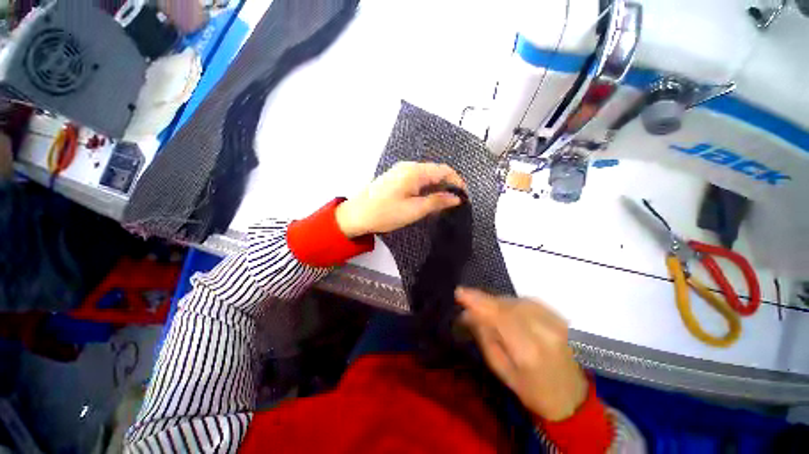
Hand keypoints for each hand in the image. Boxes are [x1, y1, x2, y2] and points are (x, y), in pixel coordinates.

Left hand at [335, 162, 465, 237]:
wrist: (356, 215)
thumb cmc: (386, 213)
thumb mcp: (414, 210)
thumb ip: (437, 201)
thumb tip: (456, 198)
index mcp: (414, 171)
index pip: (444, 170)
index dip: (457, 181)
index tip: (465, 196)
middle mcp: (408, 166)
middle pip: (435, 171)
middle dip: (448, 184)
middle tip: (456, 201)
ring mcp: (400, 170)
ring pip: (426, 175)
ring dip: (437, 186)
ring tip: (444, 202)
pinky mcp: (395, 177)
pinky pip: (417, 179)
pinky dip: (426, 187)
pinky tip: (428, 198)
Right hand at [456, 288, 587, 421]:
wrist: (574, 399)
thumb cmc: (533, 392)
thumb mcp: (502, 371)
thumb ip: (485, 338)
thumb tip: (467, 314)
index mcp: (528, 351)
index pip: (499, 316)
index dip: (478, 301)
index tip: (459, 292)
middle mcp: (545, 331)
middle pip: (508, 305)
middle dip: (486, 301)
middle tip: (470, 303)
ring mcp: (557, 323)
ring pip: (518, 300)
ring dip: (500, 302)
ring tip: (488, 309)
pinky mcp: (562, 318)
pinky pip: (530, 302)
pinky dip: (514, 303)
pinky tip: (508, 310)